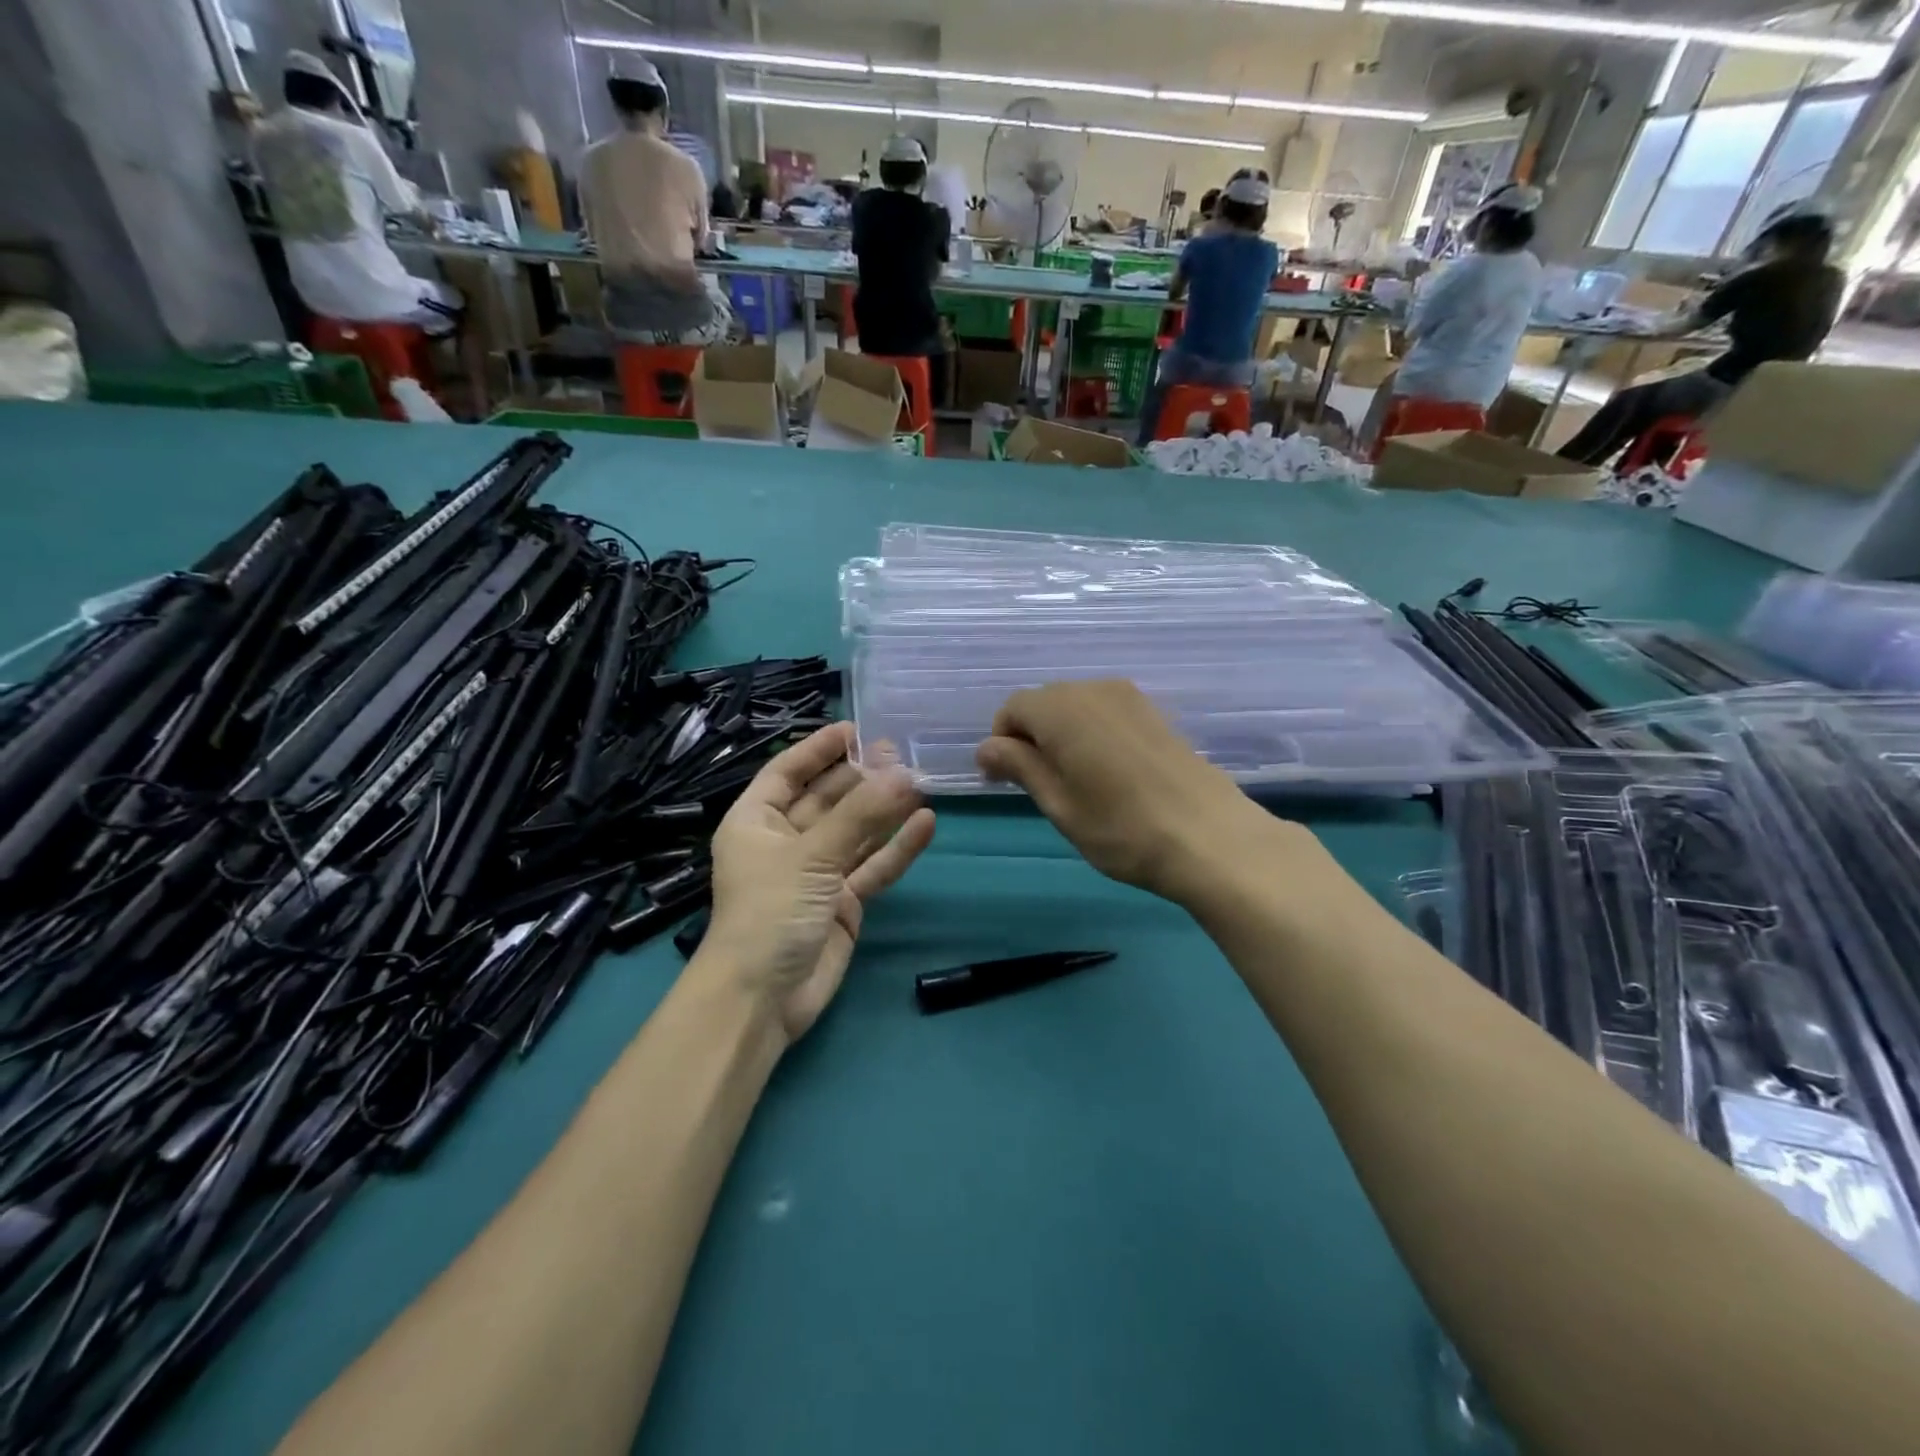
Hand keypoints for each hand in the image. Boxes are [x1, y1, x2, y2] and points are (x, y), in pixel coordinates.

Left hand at [703, 723, 934, 1044]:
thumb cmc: (769, 912)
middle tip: (902, 752)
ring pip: (855, 832)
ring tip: (920, 779)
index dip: (818, 749)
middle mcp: (785, 842)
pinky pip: (873, 867)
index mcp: (756, 822)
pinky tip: (926, 824)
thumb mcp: (810, 855)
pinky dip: (897, 848)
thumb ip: (860, 815)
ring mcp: (816, 874)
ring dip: (884, 810)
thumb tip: (906, 773)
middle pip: (828, 799)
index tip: (856, 728)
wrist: (763, 1000)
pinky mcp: (843, 902)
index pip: (787, 772)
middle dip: (861, 777)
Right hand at [976, 681, 1303, 904]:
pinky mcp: (1154, 713)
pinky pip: (1105, 712)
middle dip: (1030, 736)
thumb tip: (986, 747)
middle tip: (1037, 785)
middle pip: (1044, 702)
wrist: (1210, 837)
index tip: (1004, 781)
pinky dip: (1091, 733)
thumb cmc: (1120, 828)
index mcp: (1062, 709)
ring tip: (1073, 781)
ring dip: (1061, 735)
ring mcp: (1130, 698)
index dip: (1001, 741)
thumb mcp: (1058, 804)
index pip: (1013, 708)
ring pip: (1076, 706)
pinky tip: (1107, 773)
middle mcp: (1093, 690)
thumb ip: (1020, 766)